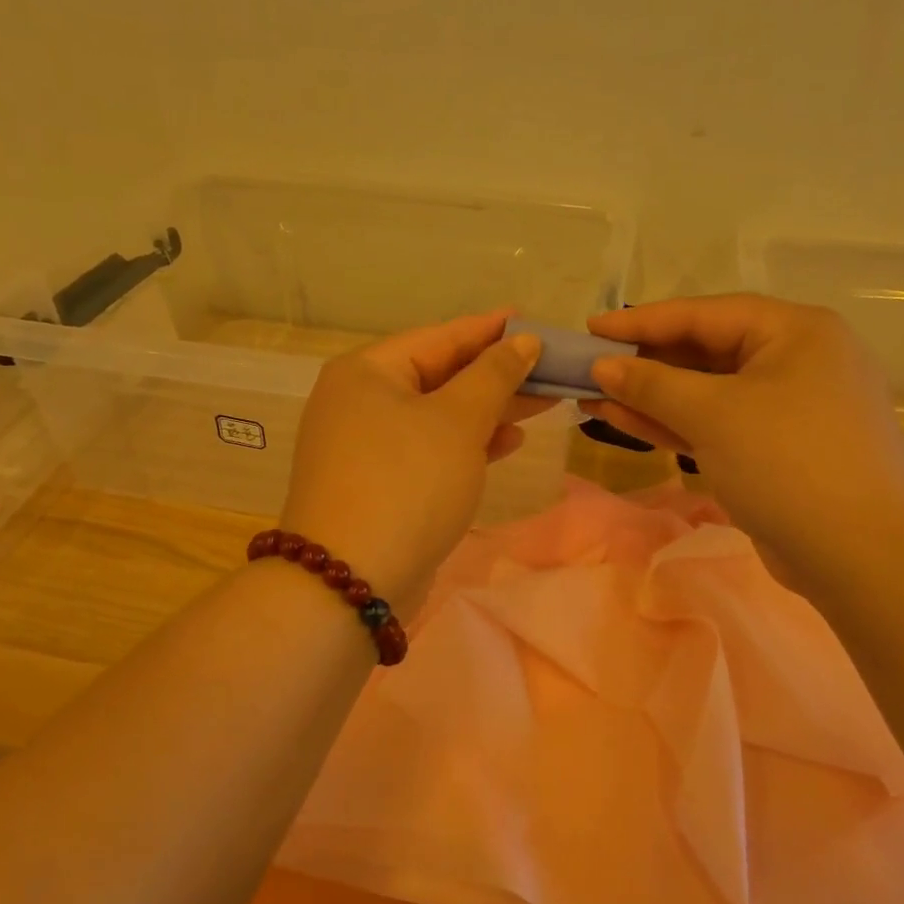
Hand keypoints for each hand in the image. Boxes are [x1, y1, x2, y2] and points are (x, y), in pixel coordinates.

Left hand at [280, 311, 545, 614]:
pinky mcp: (380, 485)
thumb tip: (522, 340)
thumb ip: (494, 375)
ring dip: (489, 411)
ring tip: (542, 402)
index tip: (535, 322)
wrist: (352, 581)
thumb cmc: (408, 483)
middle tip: (551, 368)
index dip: (492, 329)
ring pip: (439, 416)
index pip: (440, 337)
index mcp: (367, 372)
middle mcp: (360, 402)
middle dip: (497, 374)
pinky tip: (508, 443)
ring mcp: (366, 447)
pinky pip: (431, 450)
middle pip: (440, 376)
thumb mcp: (457, 421)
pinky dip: (468, 445)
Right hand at [582, 294, 903, 581]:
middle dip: (644, 363)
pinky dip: (673, 424)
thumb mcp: (715, 413)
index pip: (705, 314)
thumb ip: (653, 385)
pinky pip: (715, 426)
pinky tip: (624, 421)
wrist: (861, 555)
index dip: (642, 321)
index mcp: (795, 331)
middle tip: (588, 367)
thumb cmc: (789, 462)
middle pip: (705, 352)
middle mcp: (794, 361)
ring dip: (650, 397)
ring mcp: (786, 410)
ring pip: (706, 394)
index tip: (590, 329)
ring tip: (591, 397)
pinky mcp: (774, 453)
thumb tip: (602, 367)